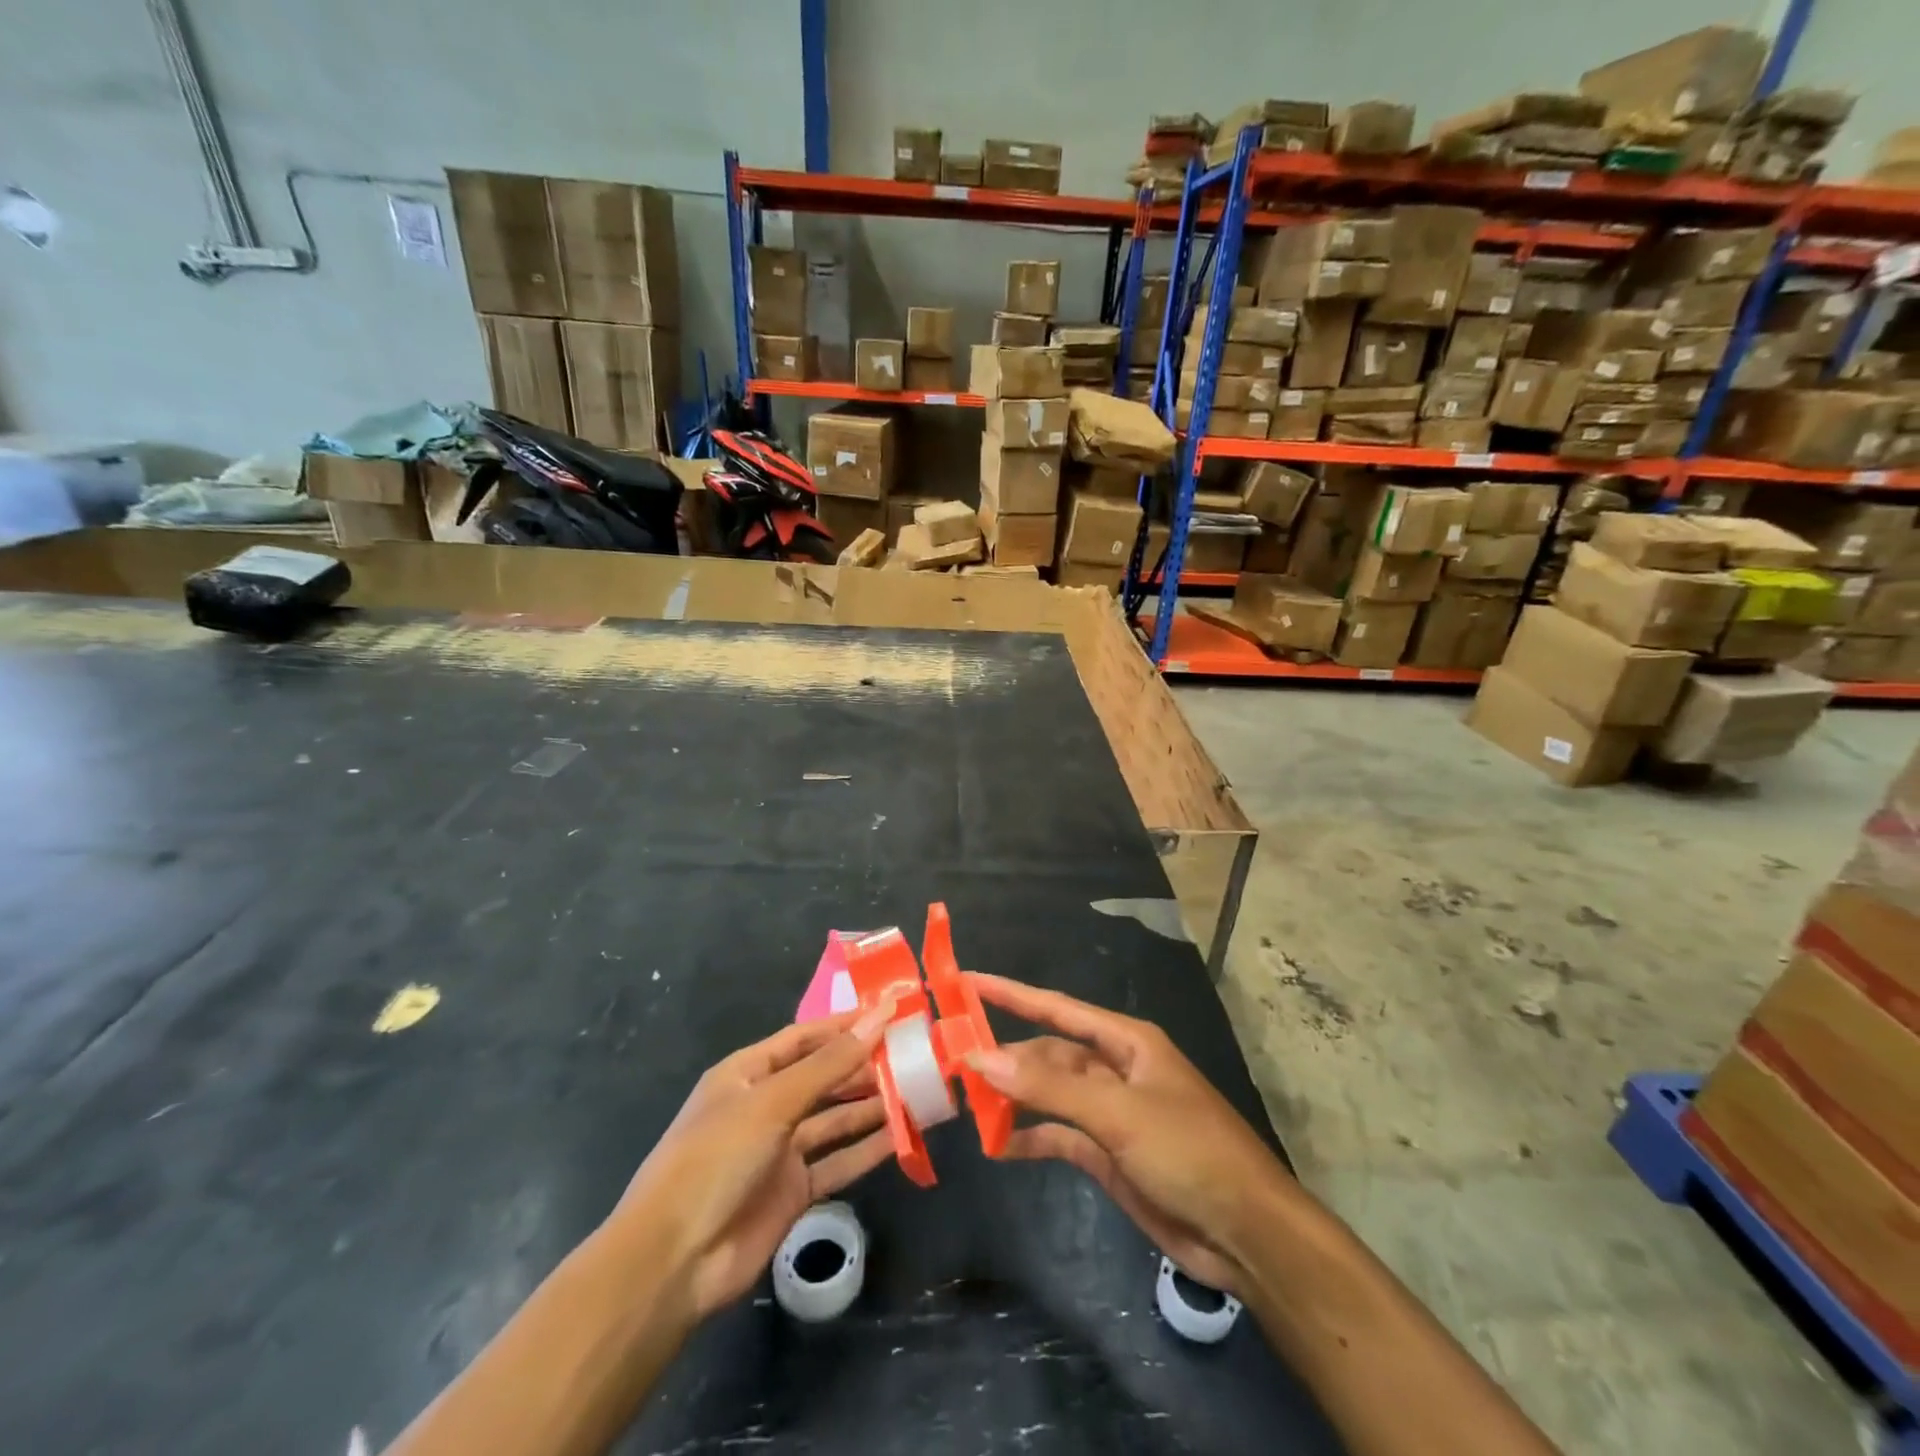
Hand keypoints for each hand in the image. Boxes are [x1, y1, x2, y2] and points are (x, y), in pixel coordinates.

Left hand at [616, 1002, 896, 1320]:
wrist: (674, 1262)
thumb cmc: (715, 1159)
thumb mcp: (772, 1102)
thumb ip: (829, 1064)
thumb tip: (878, 1018)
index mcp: (747, 1074)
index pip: (803, 1038)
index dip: (844, 1026)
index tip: (889, 1015)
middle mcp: (764, 1106)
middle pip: (822, 1077)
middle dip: (863, 1066)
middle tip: (912, 1054)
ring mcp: (779, 1151)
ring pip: (834, 1119)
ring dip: (871, 1106)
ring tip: (917, 1089)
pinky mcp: (793, 1192)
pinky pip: (836, 1162)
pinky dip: (866, 1149)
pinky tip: (901, 1137)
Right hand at [966, 974, 1291, 1298]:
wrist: (1246, 1233)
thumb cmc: (1188, 1151)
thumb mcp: (1118, 1112)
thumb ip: (1049, 1085)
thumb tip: (983, 1056)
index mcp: (1126, 1041)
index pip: (1057, 1008)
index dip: (1013, 993)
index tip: (968, 981)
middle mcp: (1115, 1069)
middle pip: (1049, 1053)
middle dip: (1006, 1056)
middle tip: (953, 1061)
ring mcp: (1111, 1113)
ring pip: (1050, 1093)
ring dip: (1014, 1097)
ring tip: (966, 1101)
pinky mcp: (1108, 1153)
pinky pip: (1059, 1135)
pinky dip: (1030, 1137)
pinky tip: (998, 1144)